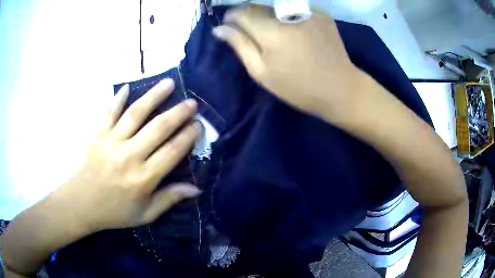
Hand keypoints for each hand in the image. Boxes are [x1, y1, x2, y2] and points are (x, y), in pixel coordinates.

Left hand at [55, 79, 201, 232]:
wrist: (82, 203)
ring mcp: (111, 142)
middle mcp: (129, 156)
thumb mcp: (145, 214)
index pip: (172, 152)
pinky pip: (109, 112)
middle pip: (158, 128)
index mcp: (143, 178)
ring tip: (169, 83)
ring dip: (154, 96)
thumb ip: (169, 199)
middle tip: (191, 103)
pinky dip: (117, 99)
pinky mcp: (98, 135)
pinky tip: (127, 86)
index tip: (198, 125)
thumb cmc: (115, 212)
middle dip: (178, 113)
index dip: (188, 137)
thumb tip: (196, 189)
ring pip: (136, 114)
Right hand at [213, 5, 364, 121]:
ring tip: (274, 35)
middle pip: (257, 6)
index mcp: (271, 30)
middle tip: (254, 35)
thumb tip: (220, 28)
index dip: (231, 19)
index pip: (240, 12)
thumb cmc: (298, 87)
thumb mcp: (262, 72)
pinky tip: (293, 32)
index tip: (231, 28)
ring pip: (275, 6)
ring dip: (267, 16)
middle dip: (249, 17)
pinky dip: (287, 16)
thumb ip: (240, 45)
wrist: (340, 88)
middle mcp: (288, 13)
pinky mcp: (320, 13)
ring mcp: (307, 10)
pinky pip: (294, 8)